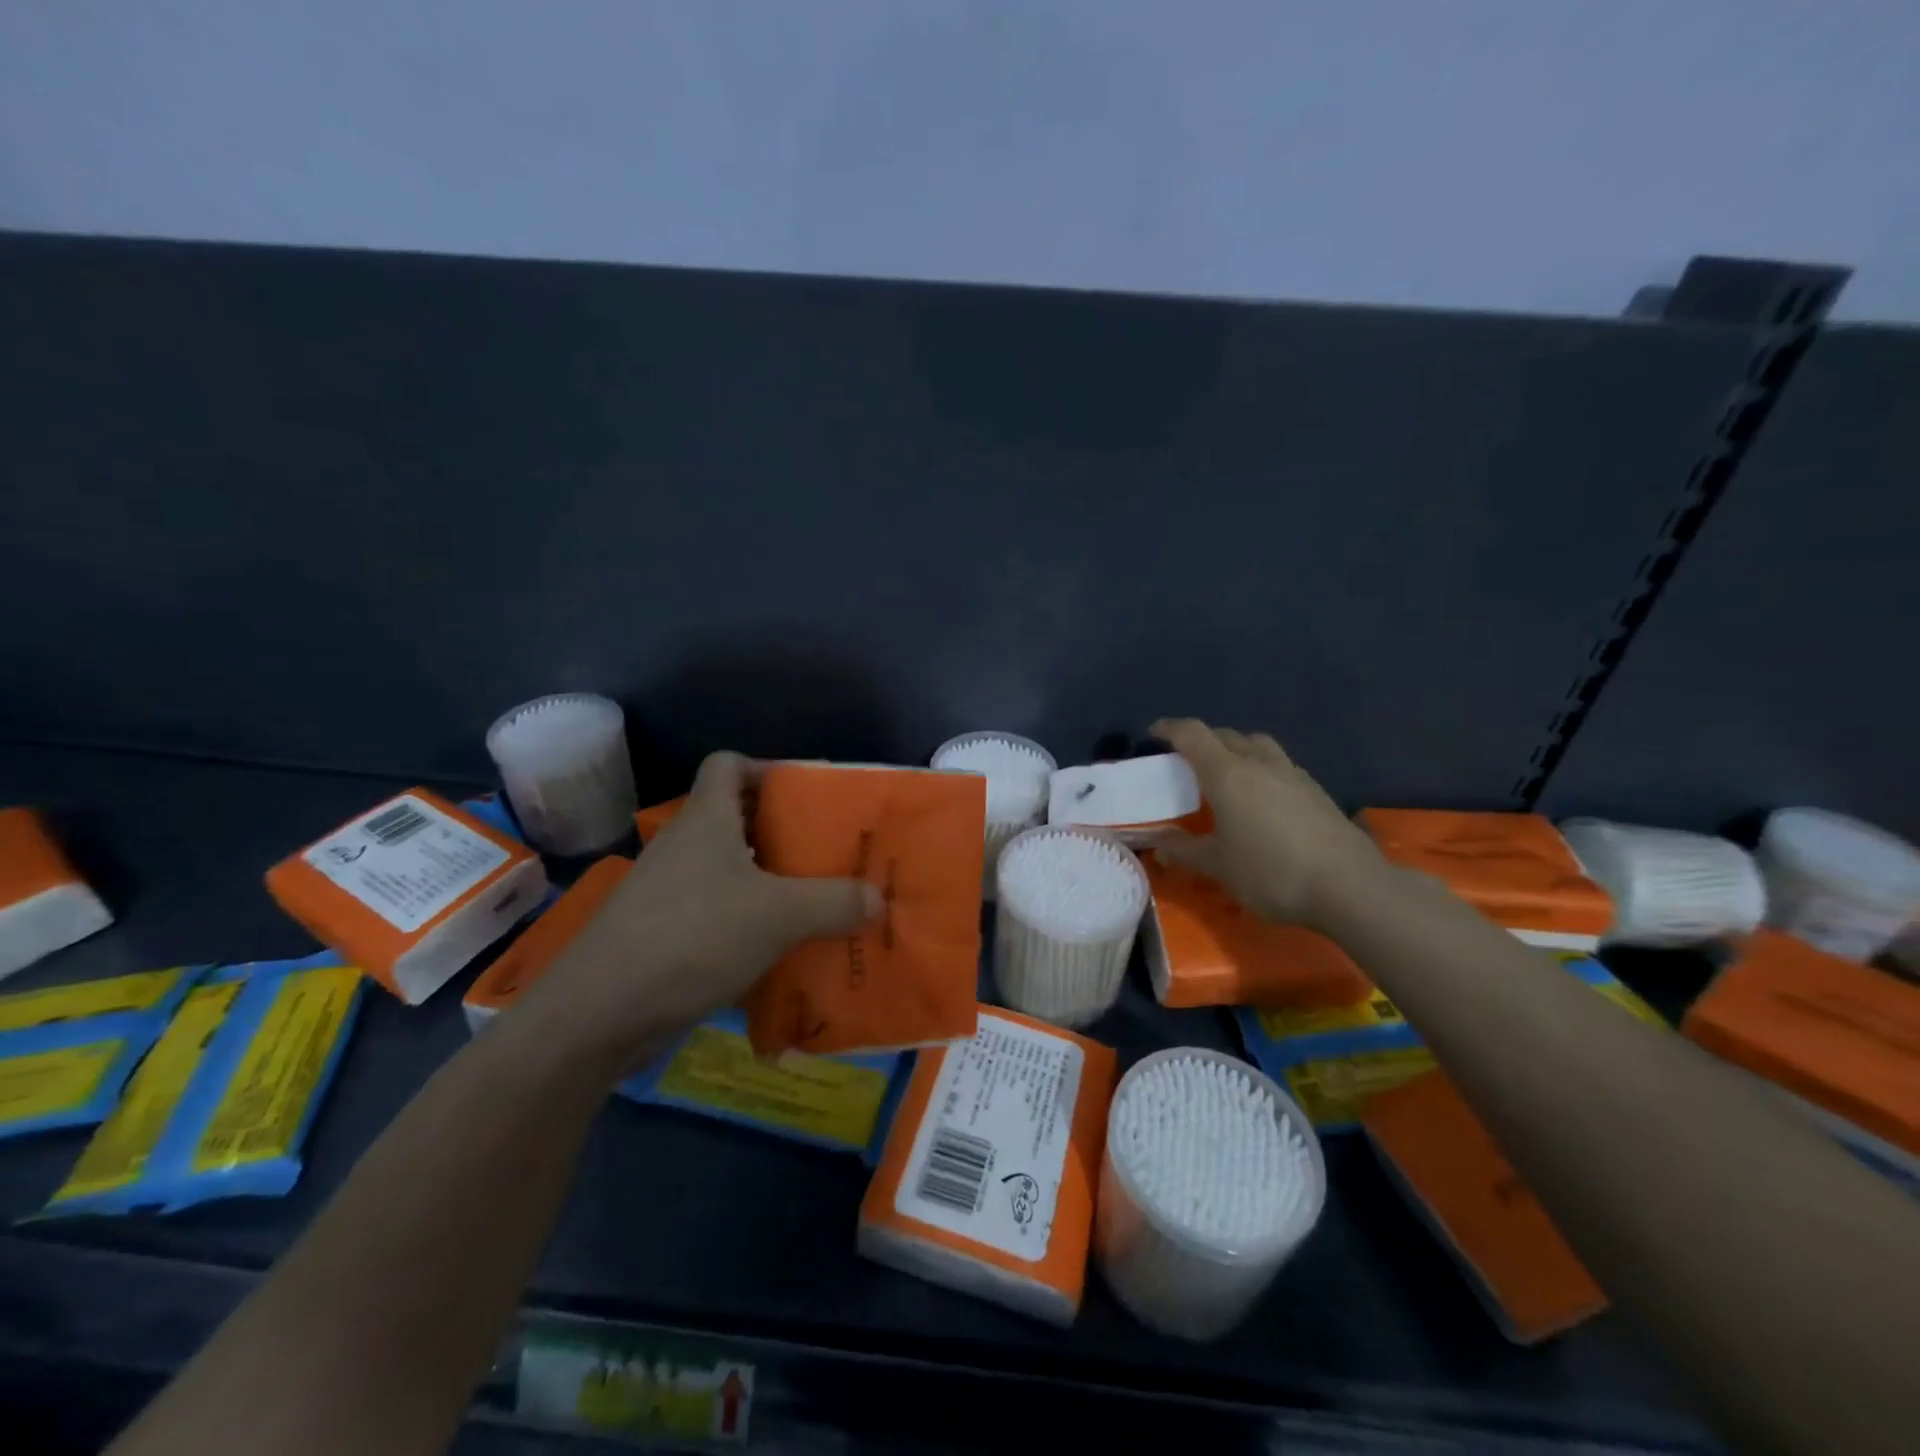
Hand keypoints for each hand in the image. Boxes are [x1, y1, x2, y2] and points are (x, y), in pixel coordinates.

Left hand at [517, 752, 880, 1063]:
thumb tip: (878, 898)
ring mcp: (667, 891)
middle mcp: (684, 846)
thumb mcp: (779, 915)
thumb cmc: (694, 936)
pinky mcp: (660, 932)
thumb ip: (834, 902)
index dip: (765, 768)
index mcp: (707, 820)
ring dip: (766, 881)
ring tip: (813, 902)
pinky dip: (746, 921)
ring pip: (726, 869)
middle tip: (825, 853)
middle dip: (780, 832)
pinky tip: (776, 949)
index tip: (805, 796)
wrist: (599, 1013)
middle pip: (734, 818)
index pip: (728, 764)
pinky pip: (714, 912)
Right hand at [1151, 718, 1386, 929]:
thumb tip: (1159, 848)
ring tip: (1226, 775)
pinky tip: (1262, 799)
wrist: (1350, 887)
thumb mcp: (1218, 867)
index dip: (1170, 728)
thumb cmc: (1271, 872)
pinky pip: (1279, 765)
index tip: (1154, 732)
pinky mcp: (1316, 791)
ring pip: (1257, 745)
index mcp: (1227, 774)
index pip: (1193, 734)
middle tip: (1185, 762)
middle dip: (1202, 741)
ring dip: (1236, 750)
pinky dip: (1261, 770)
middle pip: (1225, 735)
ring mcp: (1292, 774)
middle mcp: (1259, 763)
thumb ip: (1185, 852)